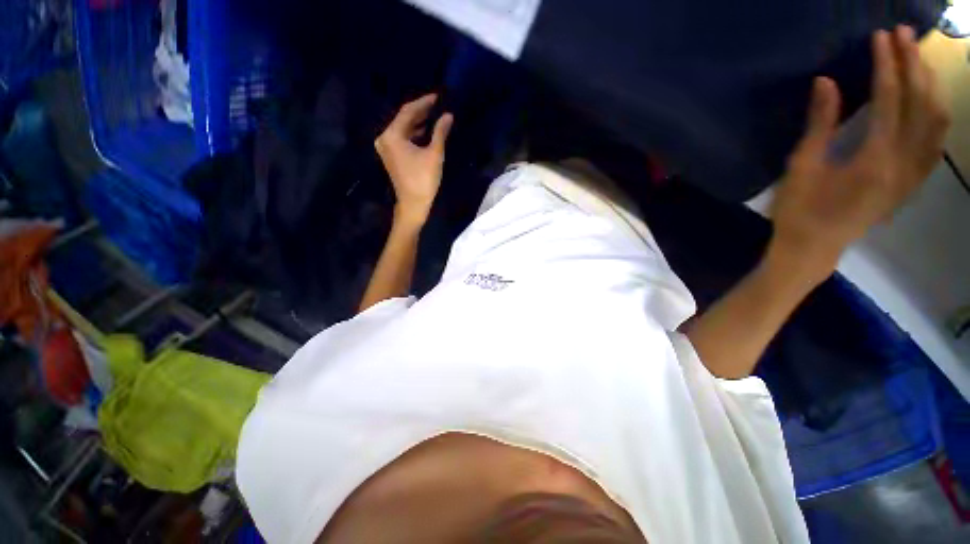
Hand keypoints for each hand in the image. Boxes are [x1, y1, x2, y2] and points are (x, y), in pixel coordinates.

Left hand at [375, 94, 453, 226]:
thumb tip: (448, 116)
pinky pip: (402, 139)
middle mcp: (385, 138)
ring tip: (434, 116)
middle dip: (421, 112)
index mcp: (392, 135)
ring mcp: (386, 148)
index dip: (423, 103)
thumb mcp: (434, 154)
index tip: (437, 97)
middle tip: (437, 105)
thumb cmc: (423, 179)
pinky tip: (426, 132)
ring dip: (418, 123)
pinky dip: (414, 134)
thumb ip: (440, 132)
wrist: (413, 203)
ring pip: (403, 129)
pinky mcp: (391, 156)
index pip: (408, 112)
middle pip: (404, 119)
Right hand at [771, 26, 949, 279]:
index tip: (882, 37)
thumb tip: (826, 82)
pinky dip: (938, 117)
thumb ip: (819, 125)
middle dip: (913, 65)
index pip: (889, 100)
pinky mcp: (910, 184)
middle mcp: (903, 164)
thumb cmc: (799, 210)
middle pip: (919, 104)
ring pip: (936, 122)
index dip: (886, 64)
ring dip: (930, 86)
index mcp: (874, 160)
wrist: (813, 248)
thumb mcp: (801, 168)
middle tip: (905, 35)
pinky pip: (936, 145)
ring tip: (919, 61)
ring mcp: (911, 175)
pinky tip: (932, 101)